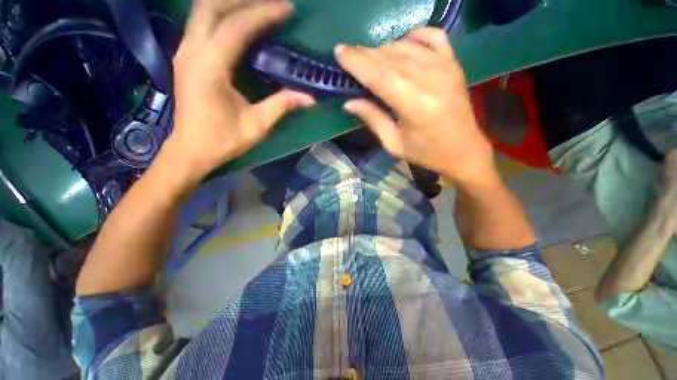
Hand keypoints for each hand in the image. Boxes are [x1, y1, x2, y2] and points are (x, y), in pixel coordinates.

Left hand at [168, 0, 314, 177]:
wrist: (190, 150)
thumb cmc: (222, 140)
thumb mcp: (257, 125)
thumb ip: (281, 105)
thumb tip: (309, 97)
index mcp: (209, 67)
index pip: (237, 26)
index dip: (264, 13)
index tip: (287, 9)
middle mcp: (192, 51)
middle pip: (212, 5)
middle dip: (244, 0)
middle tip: (272, 5)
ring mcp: (185, 51)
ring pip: (203, 10)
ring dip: (231, 4)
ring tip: (258, 8)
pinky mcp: (186, 56)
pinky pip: (202, 23)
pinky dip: (222, 15)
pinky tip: (239, 22)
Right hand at [335, 27, 495, 186]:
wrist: (464, 150)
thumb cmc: (426, 153)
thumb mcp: (394, 144)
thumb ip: (373, 119)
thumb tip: (349, 103)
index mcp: (415, 106)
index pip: (380, 76)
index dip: (358, 63)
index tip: (339, 52)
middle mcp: (431, 80)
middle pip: (391, 58)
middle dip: (365, 54)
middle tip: (348, 54)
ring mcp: (446, 68)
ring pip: (406, 47)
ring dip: (383, 49)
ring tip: (368, 57)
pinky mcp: (454, 64)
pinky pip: (433, 36)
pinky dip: (414, 35)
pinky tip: (402, 43)